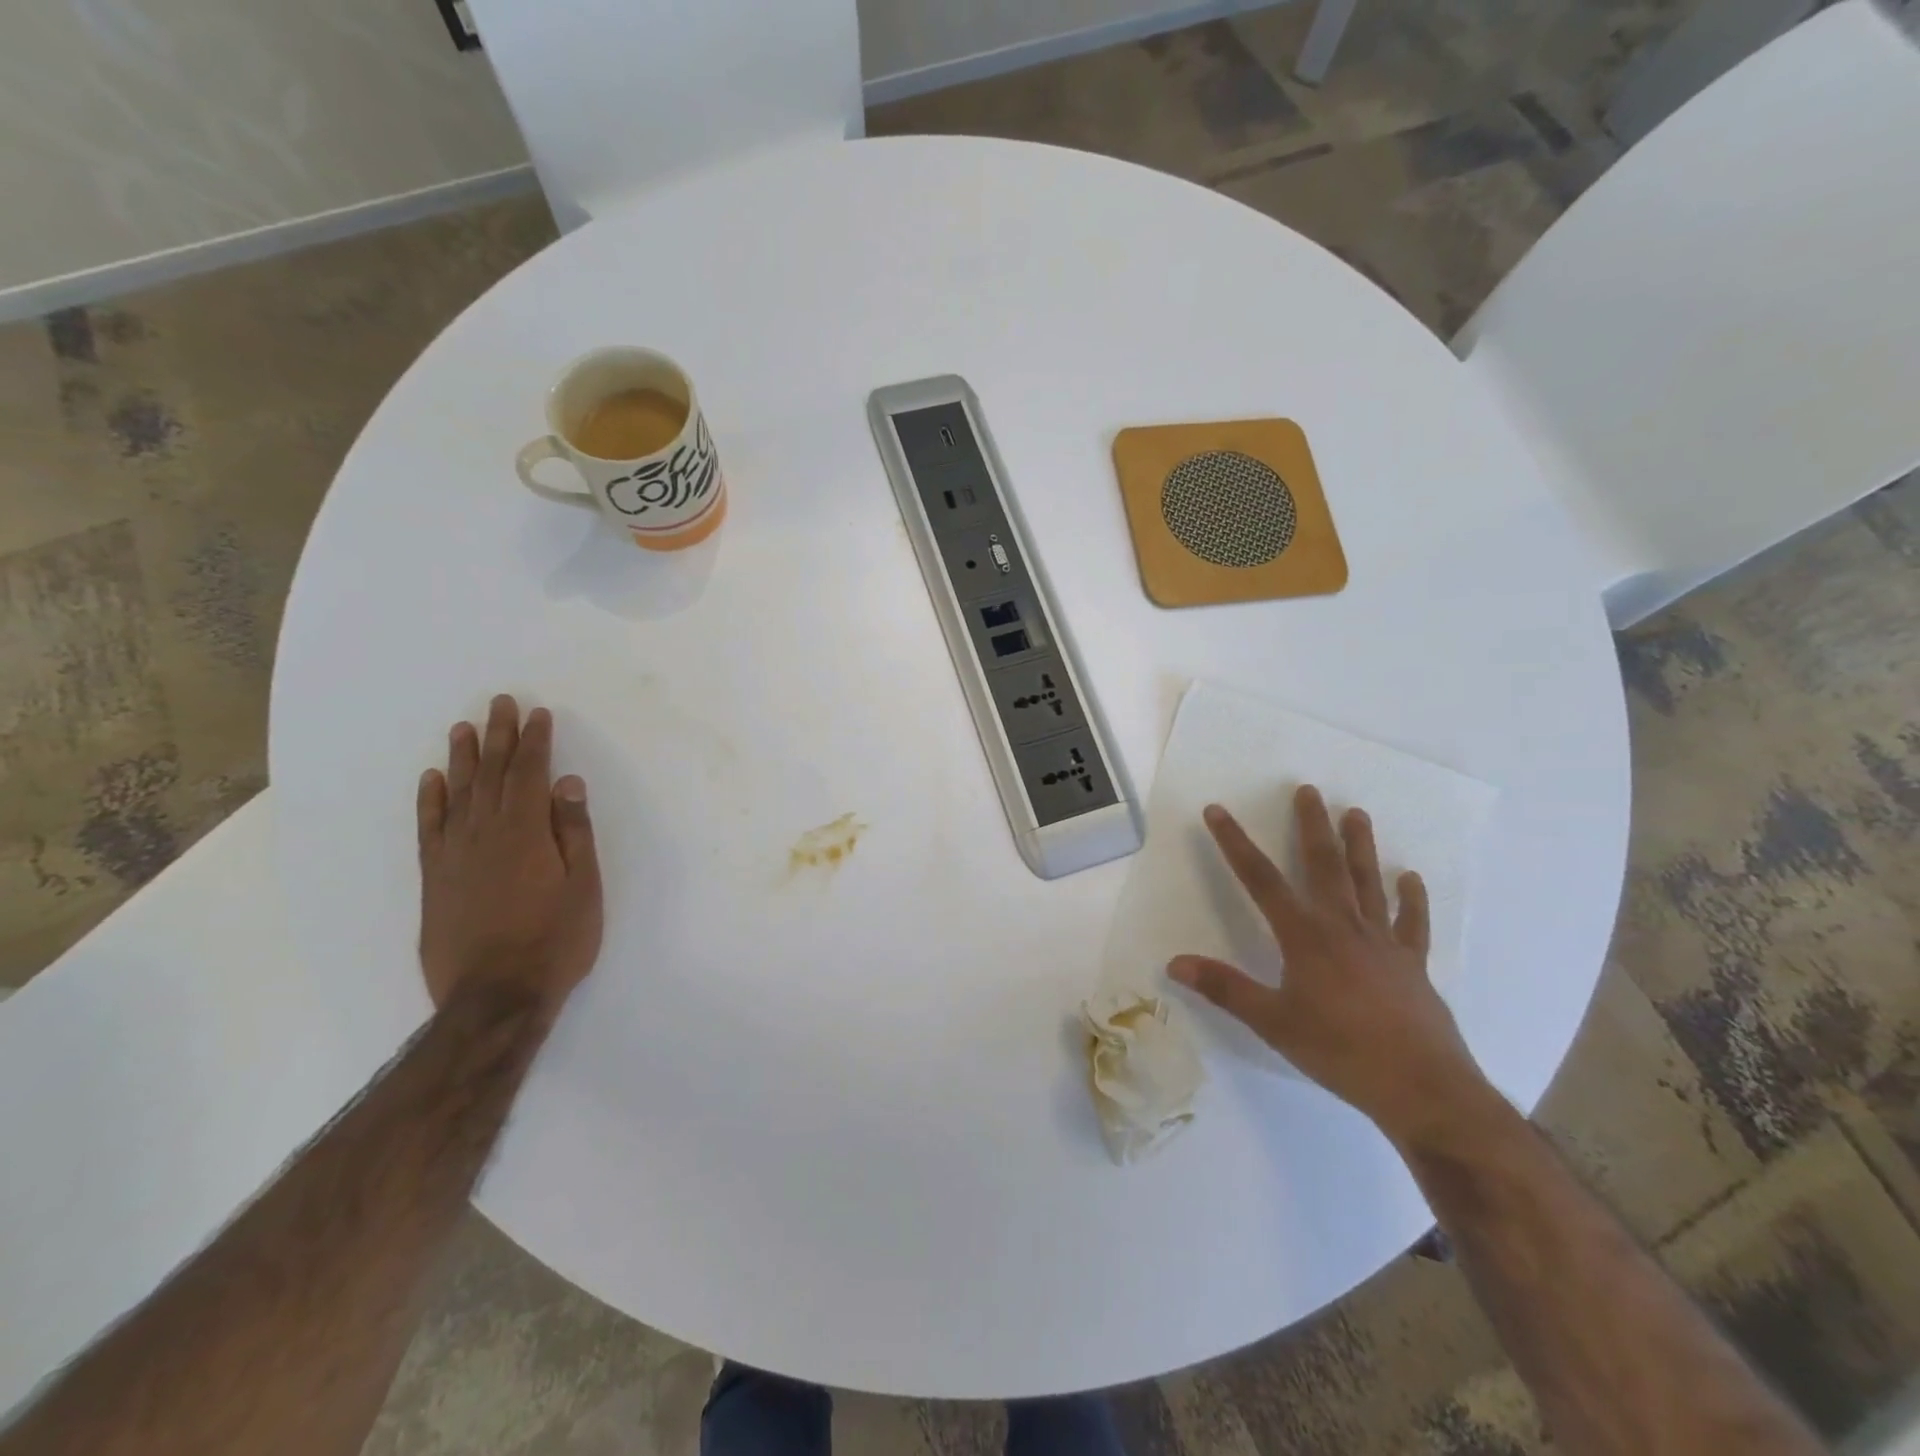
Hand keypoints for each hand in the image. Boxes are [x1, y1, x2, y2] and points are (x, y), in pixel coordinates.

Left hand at [416, 694, 603, 1014]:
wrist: (494, 996)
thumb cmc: (555, 940)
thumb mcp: (584, 886)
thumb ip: (573, 832)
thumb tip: (567, 784)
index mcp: (525, 832)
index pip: (529, 774)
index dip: (534, 742)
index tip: (538, 713)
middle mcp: (484, 834)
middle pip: (490, 774)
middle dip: (497, 737)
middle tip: (499, 703)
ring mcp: (453, 855)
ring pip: (457, 794)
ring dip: (462, 758)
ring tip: (463, 728)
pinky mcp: (434, 879)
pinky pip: (429, 828)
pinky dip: (430, 801)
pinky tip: (431, 781)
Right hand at [1168, 785, 1493, 1149]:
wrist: (1422, 1088)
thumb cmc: (1339, 1052)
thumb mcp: (1272, 1022)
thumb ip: (1224, 988)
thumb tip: (1174, 963)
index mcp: (1304, 936)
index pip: (1260, 880)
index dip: (1234, 843)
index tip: (1217, 811)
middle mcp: (1343, 926)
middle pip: (1323, 866)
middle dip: (1311, 826)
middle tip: (1308, 790)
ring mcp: (1382, 942)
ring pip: (1367, 883)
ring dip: (1360, 846)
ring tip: (1356, 813)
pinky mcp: (1412, 963)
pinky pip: (1412, 923)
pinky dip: (1411, 898)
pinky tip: (1410, 877)